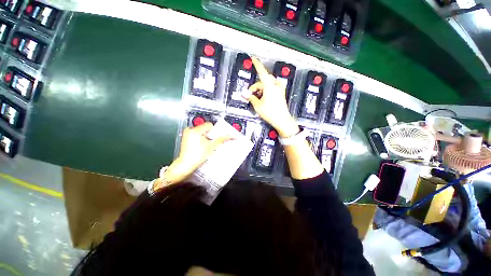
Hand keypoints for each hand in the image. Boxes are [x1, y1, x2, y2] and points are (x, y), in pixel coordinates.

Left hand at [154, 122, 228, 189]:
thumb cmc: (198, 156)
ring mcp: (187, 134)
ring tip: (206, 146)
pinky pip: (197, 135)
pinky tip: (201, 146)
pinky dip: (201, 139)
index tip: (215, 139)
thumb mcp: (212, 147)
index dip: (214, 132)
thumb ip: (222, 139)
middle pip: (205, 128)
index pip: (209, 125)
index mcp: (195, 130)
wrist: (186, 165)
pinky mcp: (186, 138)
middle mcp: (190, 130)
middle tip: (211, 143)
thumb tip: (231, 136)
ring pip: (202, 132)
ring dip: (206, 137)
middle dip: (210, 135)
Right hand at [243, 57, 299, 137]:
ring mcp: (279, 89)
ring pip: (267, 85)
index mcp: (269, 86)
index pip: (262, 72)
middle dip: (255, 87)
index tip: (253, 58)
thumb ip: (250, 97)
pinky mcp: (281, 93)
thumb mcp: (258, 105)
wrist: (282, 120)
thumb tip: (244, 93)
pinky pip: (271, 88)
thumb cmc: (270, 112)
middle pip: (262, 81)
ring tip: (256, 99)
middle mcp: (275, 85)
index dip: (257, 64)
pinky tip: (263, 98)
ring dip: (260, 90)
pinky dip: (266, 91)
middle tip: (249, 95)